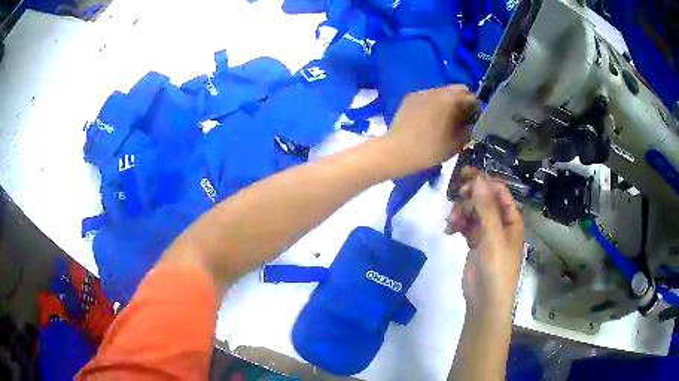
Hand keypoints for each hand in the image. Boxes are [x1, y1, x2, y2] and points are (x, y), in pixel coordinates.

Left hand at [383, 85, 477, 176]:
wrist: (397, 151)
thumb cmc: (430, 149)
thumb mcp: (457, 144)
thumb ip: (469, 130)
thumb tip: (473, 122)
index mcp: (451, 100)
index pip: (472, 97)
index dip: (476, 109)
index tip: (474, 121)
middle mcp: (438, 90)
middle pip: (458, 89)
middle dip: (463, 101)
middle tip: (461, 118)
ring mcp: (423, 91)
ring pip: (443, 91)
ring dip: (449, 100)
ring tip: (445, 118)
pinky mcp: (411, 96)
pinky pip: (429, 95)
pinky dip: (434, 102)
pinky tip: (429, 117)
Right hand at [446, 170, 524, 318]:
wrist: (485, 300)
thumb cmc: (497, 268)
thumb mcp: (493, 237)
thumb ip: (486, 208)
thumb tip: (479, 179)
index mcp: (511, 220)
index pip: (500, 192)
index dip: (485, 182)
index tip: (465, 176)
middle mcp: (500, 224)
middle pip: (484, 200)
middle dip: (469, 198)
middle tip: (455, 197)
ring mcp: (487, 234)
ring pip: (473, 212)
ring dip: (461, 212)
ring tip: (451, 222)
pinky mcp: (475, 243)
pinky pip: (466, 226)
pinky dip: (457, 225)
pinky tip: (450, 230)